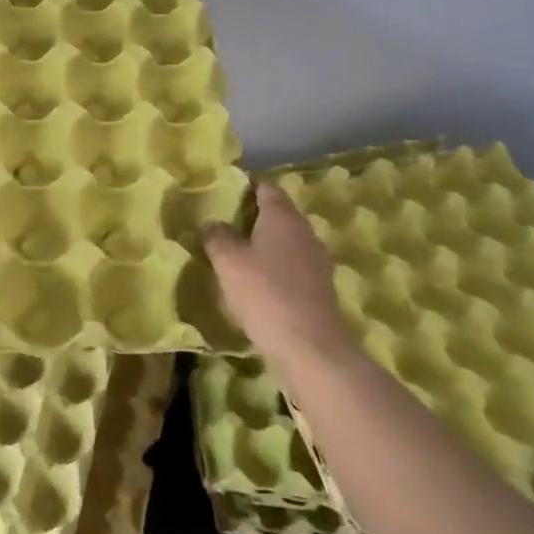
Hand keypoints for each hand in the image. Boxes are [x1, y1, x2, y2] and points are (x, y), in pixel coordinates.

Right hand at [203, 182, 356, 367]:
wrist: (310, 347)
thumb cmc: (264, 293)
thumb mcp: (228, 261)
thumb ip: (217, 236)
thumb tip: (213, 223)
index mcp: (283, 216)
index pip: (266, 187)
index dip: (246, 186)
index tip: (225, 192)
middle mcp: (304, 231)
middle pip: (278, 213)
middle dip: (254, 215)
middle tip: (225, 223)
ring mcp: (316, 260)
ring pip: (287, 240)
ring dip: (265, 243)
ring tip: (238, 253)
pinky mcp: (320, 287)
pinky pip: (293, 265)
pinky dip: (276, 267)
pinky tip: (258, 282)